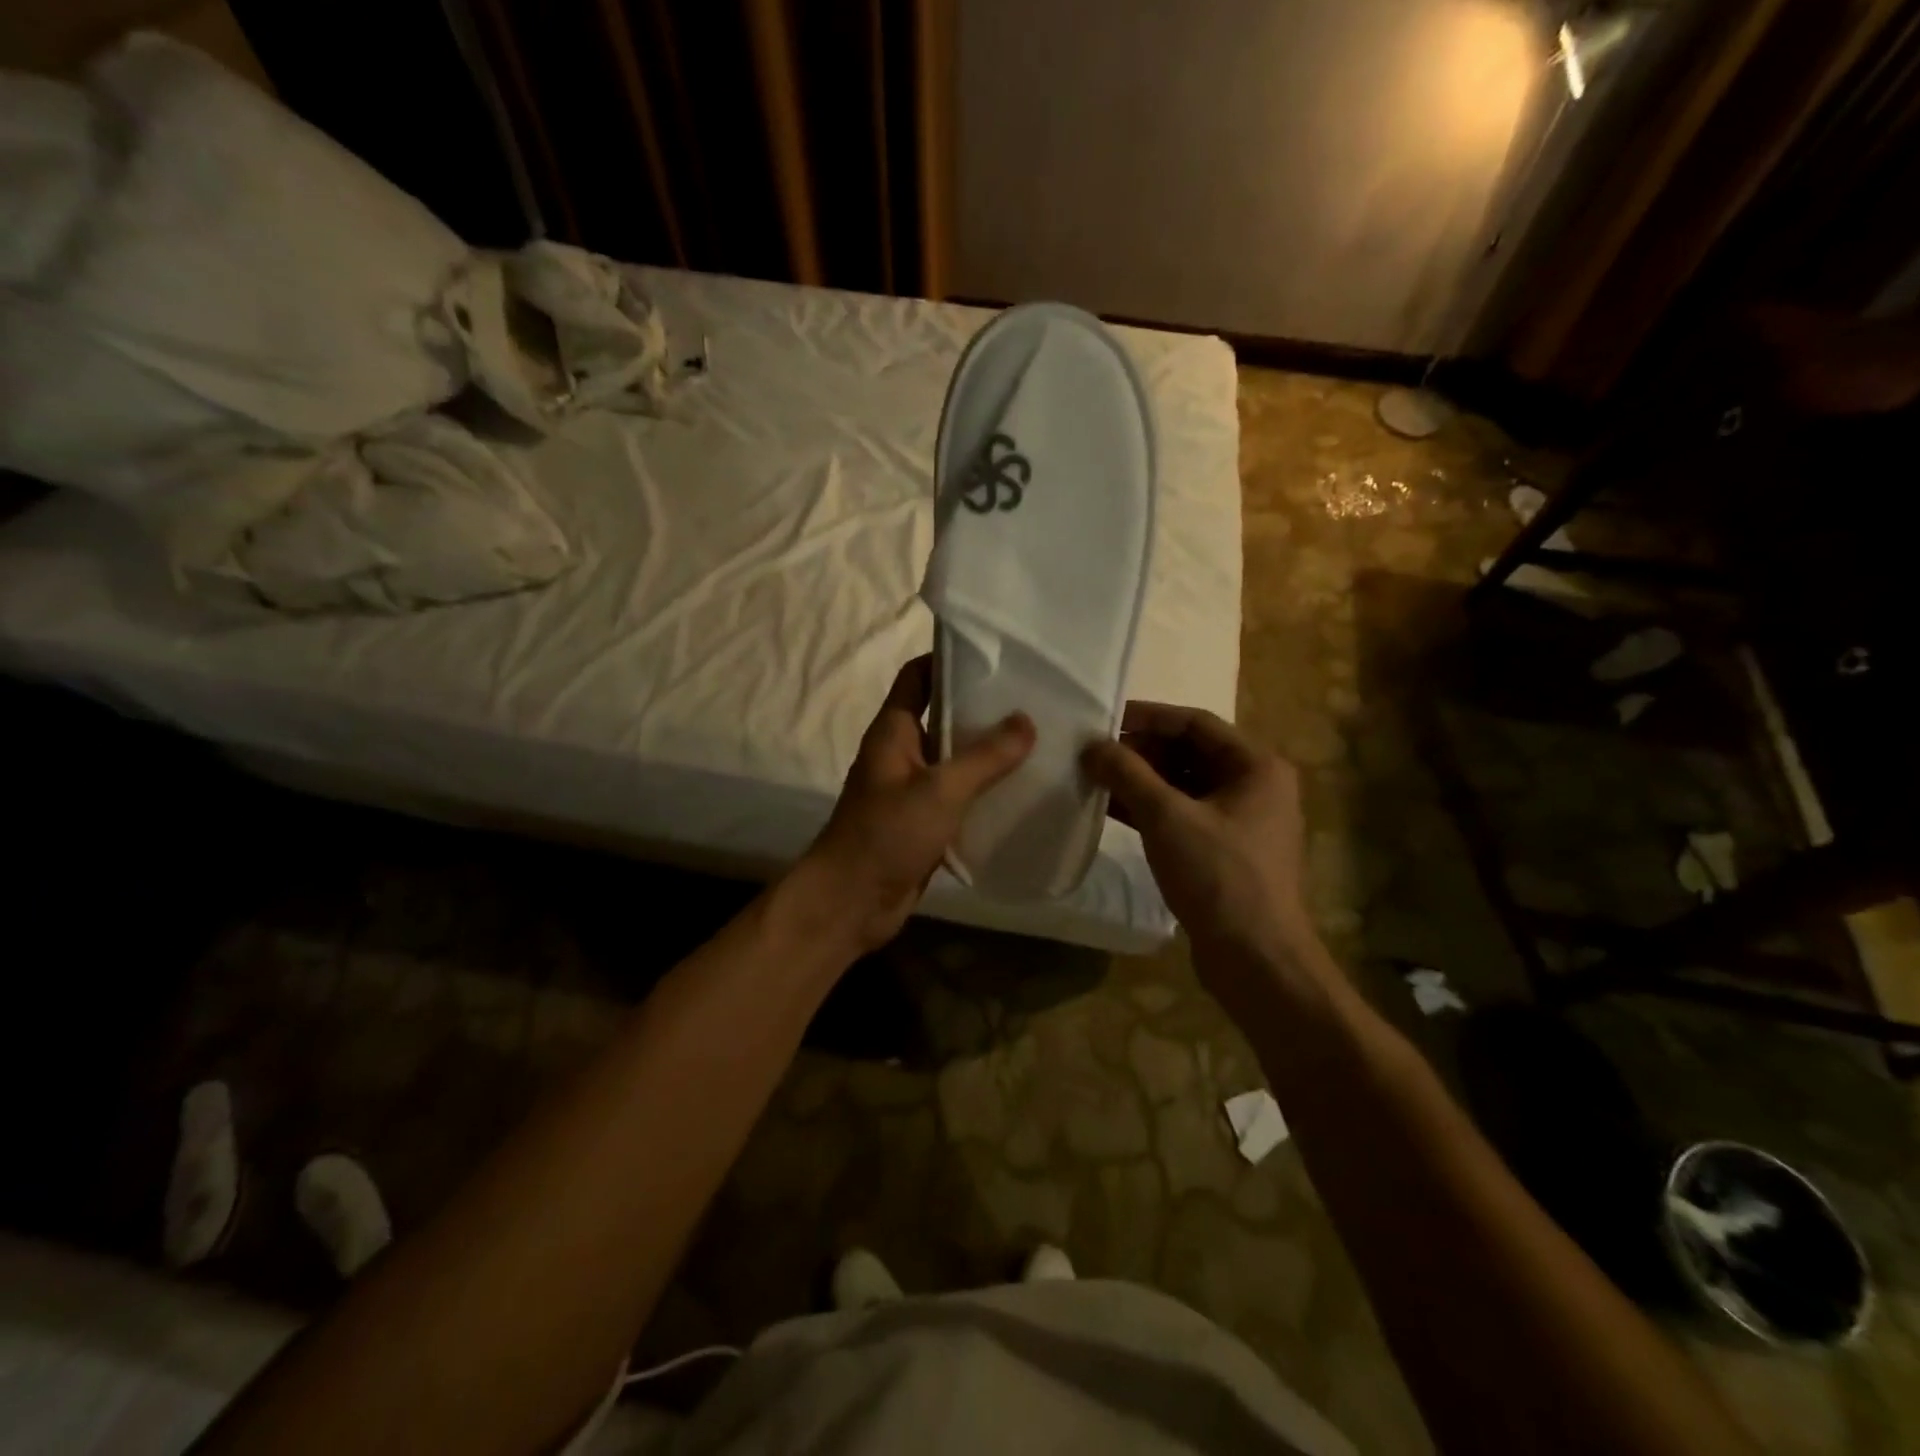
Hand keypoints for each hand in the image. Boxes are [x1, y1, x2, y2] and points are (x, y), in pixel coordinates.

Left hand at [803, 655, 1033, 953]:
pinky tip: (1022, 789)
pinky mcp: (925, 821)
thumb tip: (1026, 720)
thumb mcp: (940, 790)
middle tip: (1033, 699)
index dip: (949, 659)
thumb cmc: (887, 835)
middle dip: (982, 707)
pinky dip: (985, 789)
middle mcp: (902, 752)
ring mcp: (912, 788)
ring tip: (1038, 739)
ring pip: (954, 758)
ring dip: (988, 751)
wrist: (851, 903)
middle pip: (942, 715)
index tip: (996, 655)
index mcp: (893, 731)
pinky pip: (959, 794)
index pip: (918, 676)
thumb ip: (985, 756)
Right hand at [1083, 703, 1323, 995]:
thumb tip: (1091, 746)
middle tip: (1094, 754)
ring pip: (1183, 786)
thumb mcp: (1167, 817)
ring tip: (1094, 779)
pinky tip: (1110, 811)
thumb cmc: (1219, 876)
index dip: (1148, 717)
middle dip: (1140, 752)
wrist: (1256, 960)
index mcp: (1256, 766)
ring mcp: (1240, 821)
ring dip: (1140, 782)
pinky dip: (1149, 811)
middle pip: (1189, 753)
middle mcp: (1254, 786)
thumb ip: (1128, 774)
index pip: (1195, 723)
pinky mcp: (1223, 851)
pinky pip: (1182, 815)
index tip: (1104, 720)